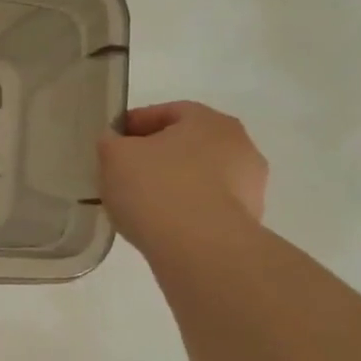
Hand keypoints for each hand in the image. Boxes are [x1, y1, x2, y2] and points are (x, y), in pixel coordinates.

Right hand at [98, 101, 267, 255]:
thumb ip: (111, 143)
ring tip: (141, 205)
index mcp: (210, 121)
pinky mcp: (248, 221)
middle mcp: (239, 146)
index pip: (167, 112)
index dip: (134, 124)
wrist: (200, 248)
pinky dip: (186, 211)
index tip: (111, 142)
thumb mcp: (113, 156)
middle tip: (124, 173)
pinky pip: (207, 207)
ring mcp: (250, 186)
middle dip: (156, 155)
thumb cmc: (156, 188)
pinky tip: (161, 225)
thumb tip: (116, 144)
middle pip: (187, 144)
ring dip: (174, 184)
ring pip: (200, 177)